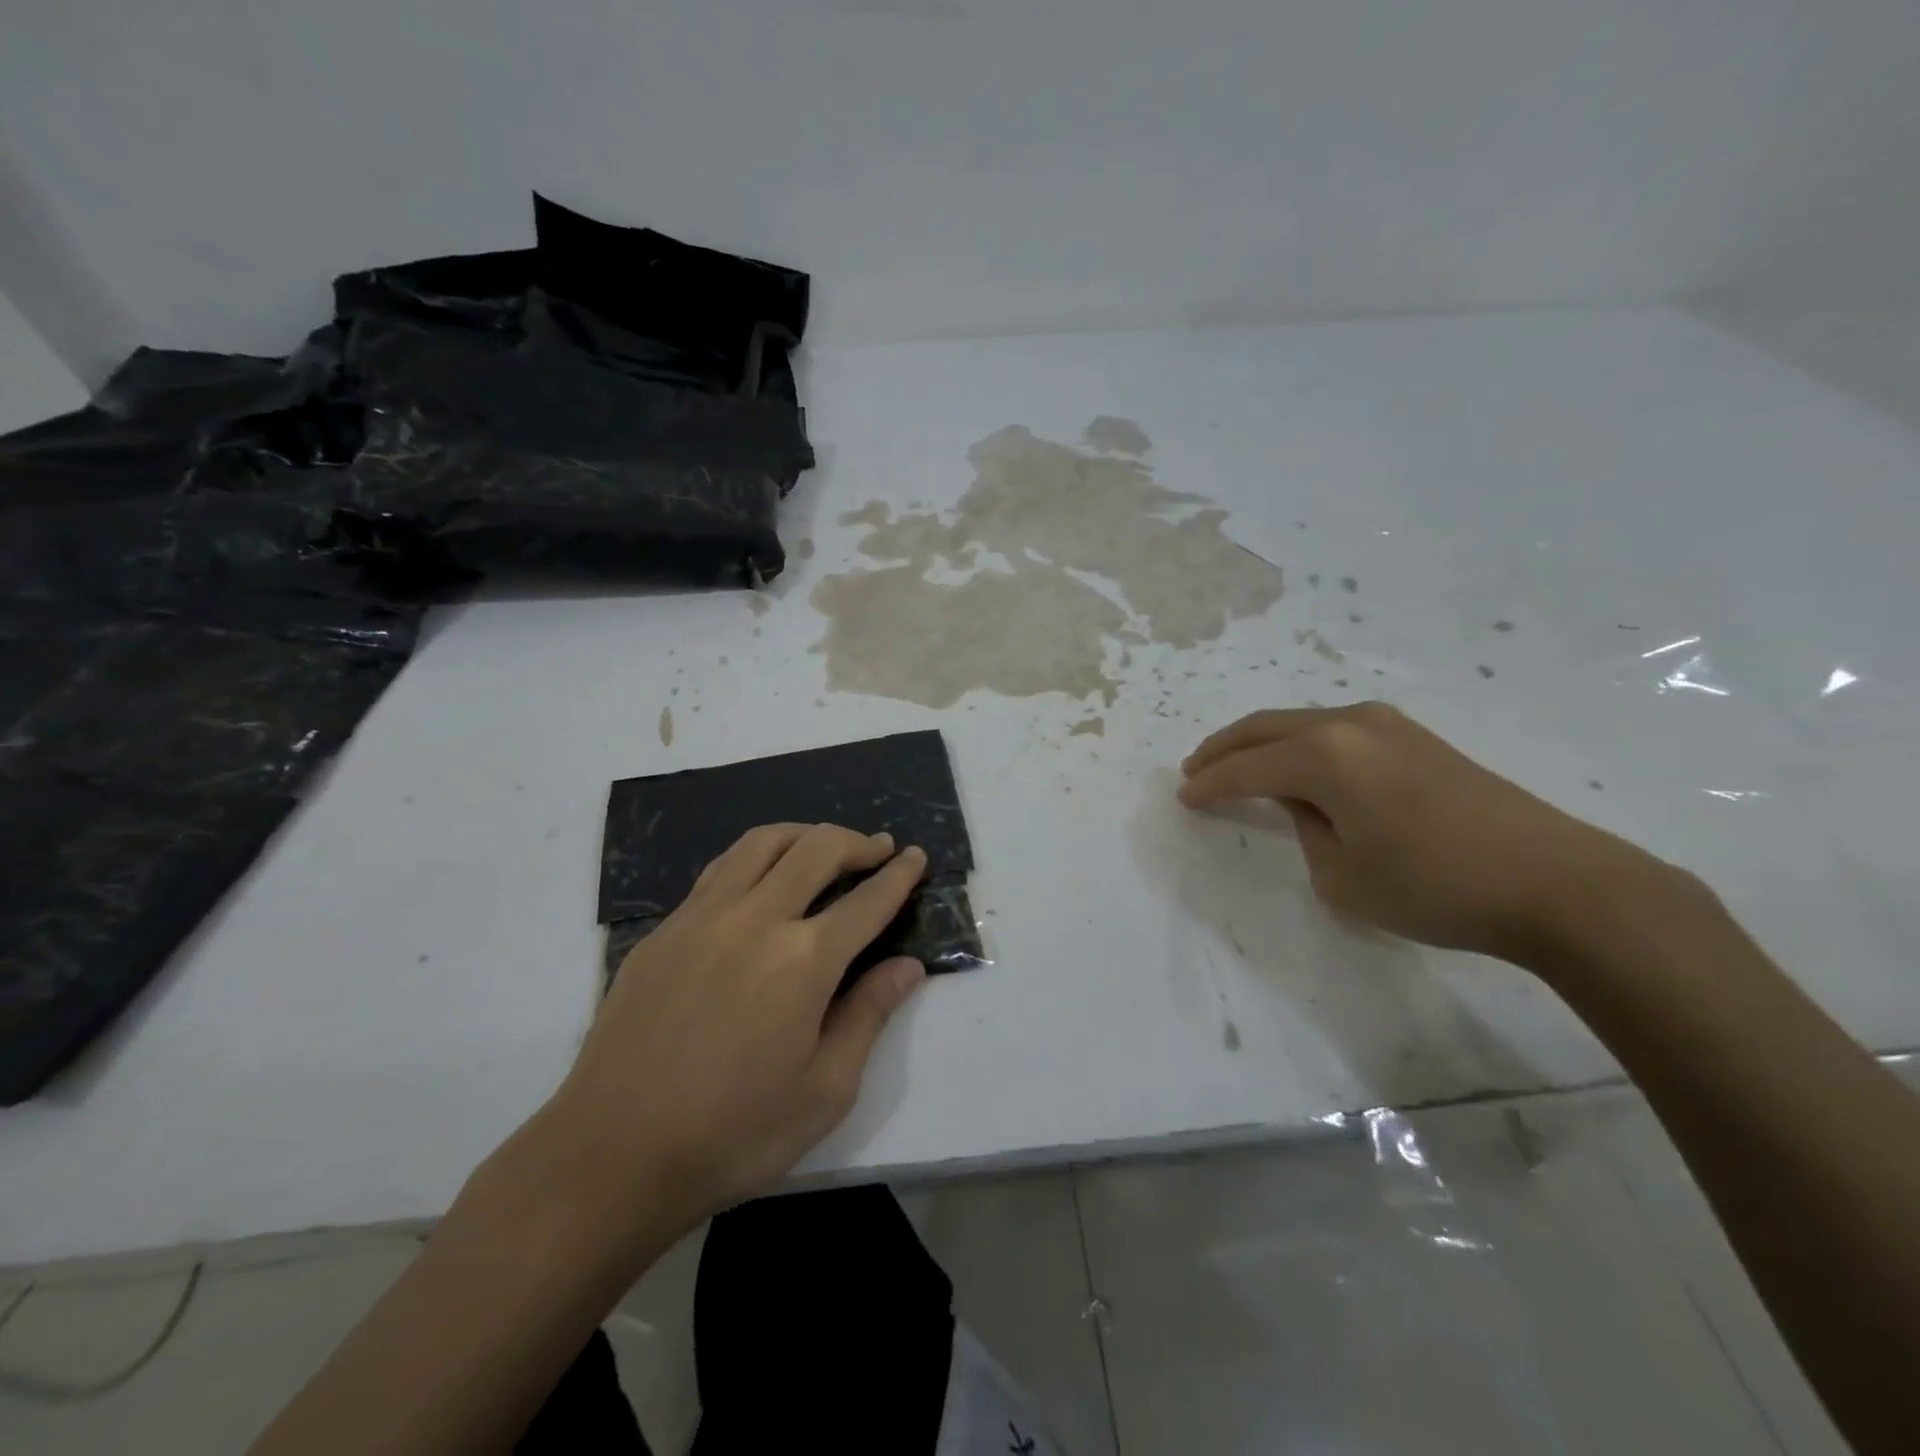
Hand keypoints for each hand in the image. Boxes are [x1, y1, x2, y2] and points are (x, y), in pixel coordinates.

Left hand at [541, 823, 928, 1256]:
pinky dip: (756, 856)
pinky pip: (720, 869)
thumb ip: (869, 1015)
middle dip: (858, 842)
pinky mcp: (665, 928)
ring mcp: (702, 917)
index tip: (917, 857)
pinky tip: (762, 878)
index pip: (867, 900)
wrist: (611, 1156)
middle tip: (879, 849)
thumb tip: (908, 966)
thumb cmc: (732, 1135)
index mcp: (803, 961)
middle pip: (817, 849)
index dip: (899, 876)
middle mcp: (756, 920)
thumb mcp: (824, 1091)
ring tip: (824, 846)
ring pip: (762, 843)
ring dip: (805, 834)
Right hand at [1179, 703, 1688, 963]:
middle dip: (1223, 749)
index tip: (1183, 799)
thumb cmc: (1436, 887)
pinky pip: (1337, 730)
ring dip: (1263, 743)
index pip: (1246, 769)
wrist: (1558, 883)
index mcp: (1324, 756)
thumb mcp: (1343, 877)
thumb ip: (1307, 832)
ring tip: (1237, 764)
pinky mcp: (1418, 738)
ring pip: (1301, 723)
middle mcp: (1350, 724)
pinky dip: (1302, 745)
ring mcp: (1388, 725)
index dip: (1209, 786)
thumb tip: (1309, 806)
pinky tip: (1299, 766)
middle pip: (1266, 728)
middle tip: (1193, 768)